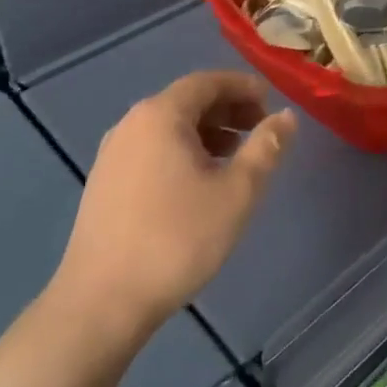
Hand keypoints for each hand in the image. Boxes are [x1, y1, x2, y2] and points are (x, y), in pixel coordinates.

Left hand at [48, 72, 294, 349]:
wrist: (100, 304)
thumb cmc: (177, 239)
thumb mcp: (237, 192)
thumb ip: (266, 147)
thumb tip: (286, 116)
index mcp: (161, 115)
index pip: (208, 81)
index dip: (243, 86)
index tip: (272, 102)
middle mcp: (131, 124)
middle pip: (187, 101)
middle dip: (228, 109)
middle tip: (261, 129)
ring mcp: (112, 155)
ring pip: (169, 127)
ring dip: (207, 132)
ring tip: (236, 156)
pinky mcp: (104, 185)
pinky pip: (152, 149)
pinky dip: (183, 151)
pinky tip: (200, 183)